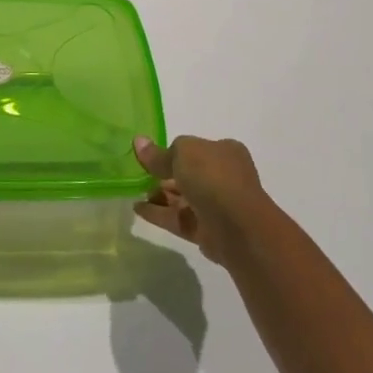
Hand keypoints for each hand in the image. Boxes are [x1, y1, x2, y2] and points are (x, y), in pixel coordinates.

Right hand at [133, 134, 271, 266]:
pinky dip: (159, 214)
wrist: (238, 227)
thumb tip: (138, 141)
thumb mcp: (182, 154)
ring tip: (134, 192)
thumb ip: (159, 153)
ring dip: (160, 195)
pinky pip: (179, 219)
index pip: (196, 148)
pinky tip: (138, 209)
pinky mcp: (207, 231)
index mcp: (224, 152)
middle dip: (164, 175)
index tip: (151, 156)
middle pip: (188, 174)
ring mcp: (216, 206)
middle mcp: (224, 177)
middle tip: (138, 175)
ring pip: (183, 198)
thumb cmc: (213, 178)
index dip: (173, 151)